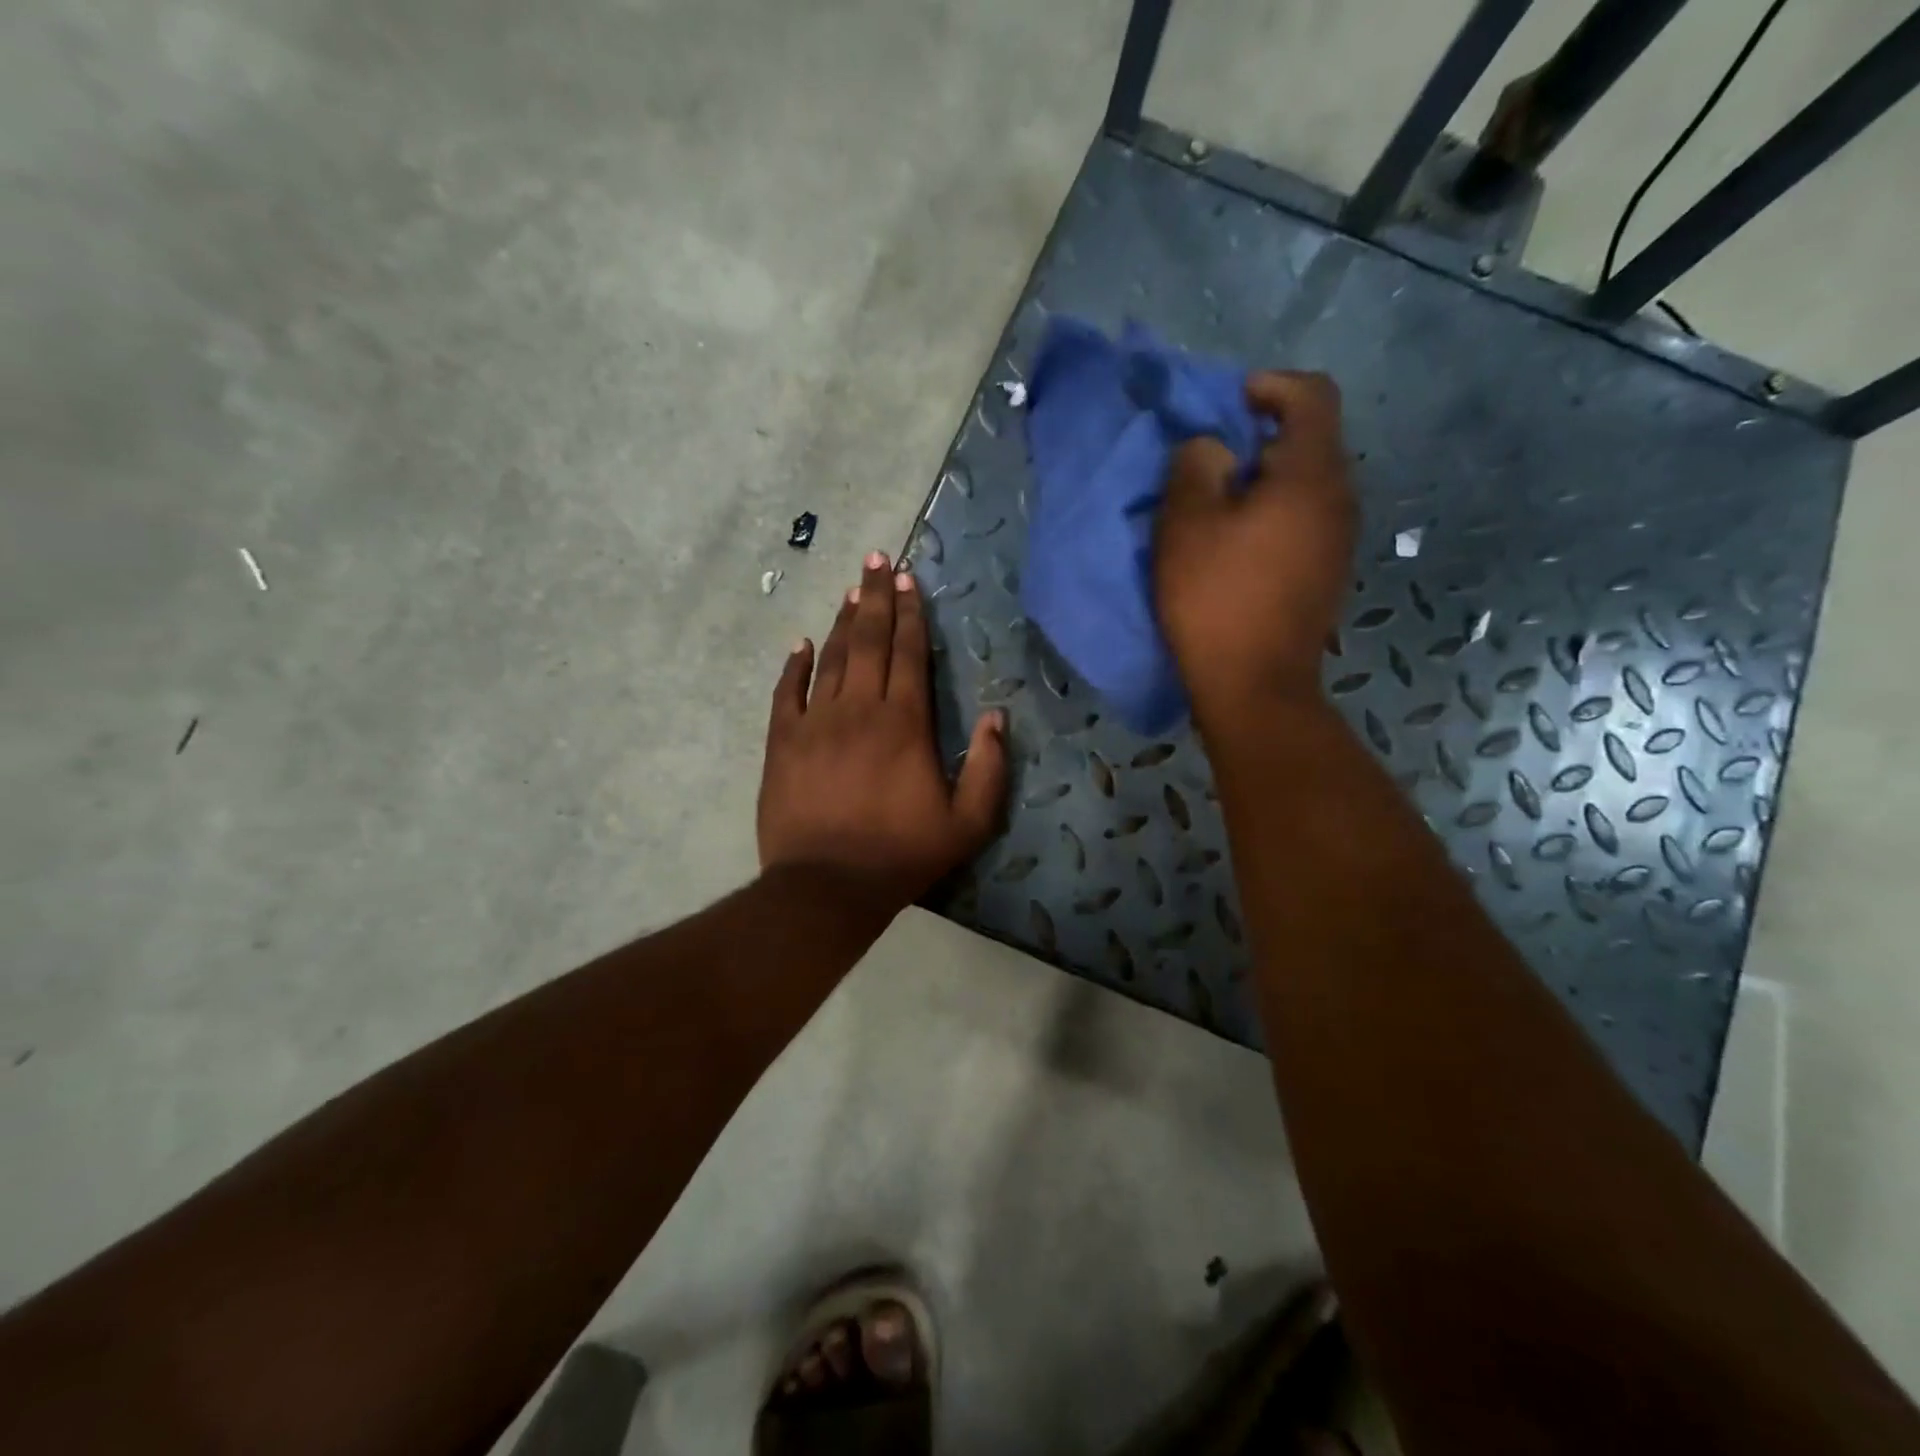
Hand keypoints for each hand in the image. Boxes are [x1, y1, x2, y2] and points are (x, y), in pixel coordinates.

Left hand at [759, 551, 1008, 910]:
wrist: (827, 886)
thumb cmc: (902, 854)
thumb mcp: (968, 822)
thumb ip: (990, 767)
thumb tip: (997, 716)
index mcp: (905, 722)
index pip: (909, 653)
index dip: (911, 614)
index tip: (908, 579)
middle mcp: (859, 708)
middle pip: (870, 641)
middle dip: (875, 597)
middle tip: (875, 560)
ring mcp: (815, 722)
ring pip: (831, 658)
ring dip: (843, 622)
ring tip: (851, 591)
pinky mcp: (781, 742)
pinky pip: (786, 693)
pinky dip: (794, 665)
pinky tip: (801, 644)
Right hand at [1155, 371, 1357, 720]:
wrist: (1254, 686)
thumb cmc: (1216, 599)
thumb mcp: (1186, 524)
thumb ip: (1196, 465)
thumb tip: (1214, 449)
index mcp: (1311, 476)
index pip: (1312, 396)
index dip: (1270, 386)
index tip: (1228, 404)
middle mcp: (1340, 500)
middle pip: (1311, 441)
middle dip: (1260, 438)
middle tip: (1210, 461)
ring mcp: (1340, 541)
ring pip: (1306, 486)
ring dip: (1264, 482)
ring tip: (1218, 506)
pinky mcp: (1328, 574)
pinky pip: (1305, 521)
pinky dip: (1273, 515)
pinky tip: (1237, 547)